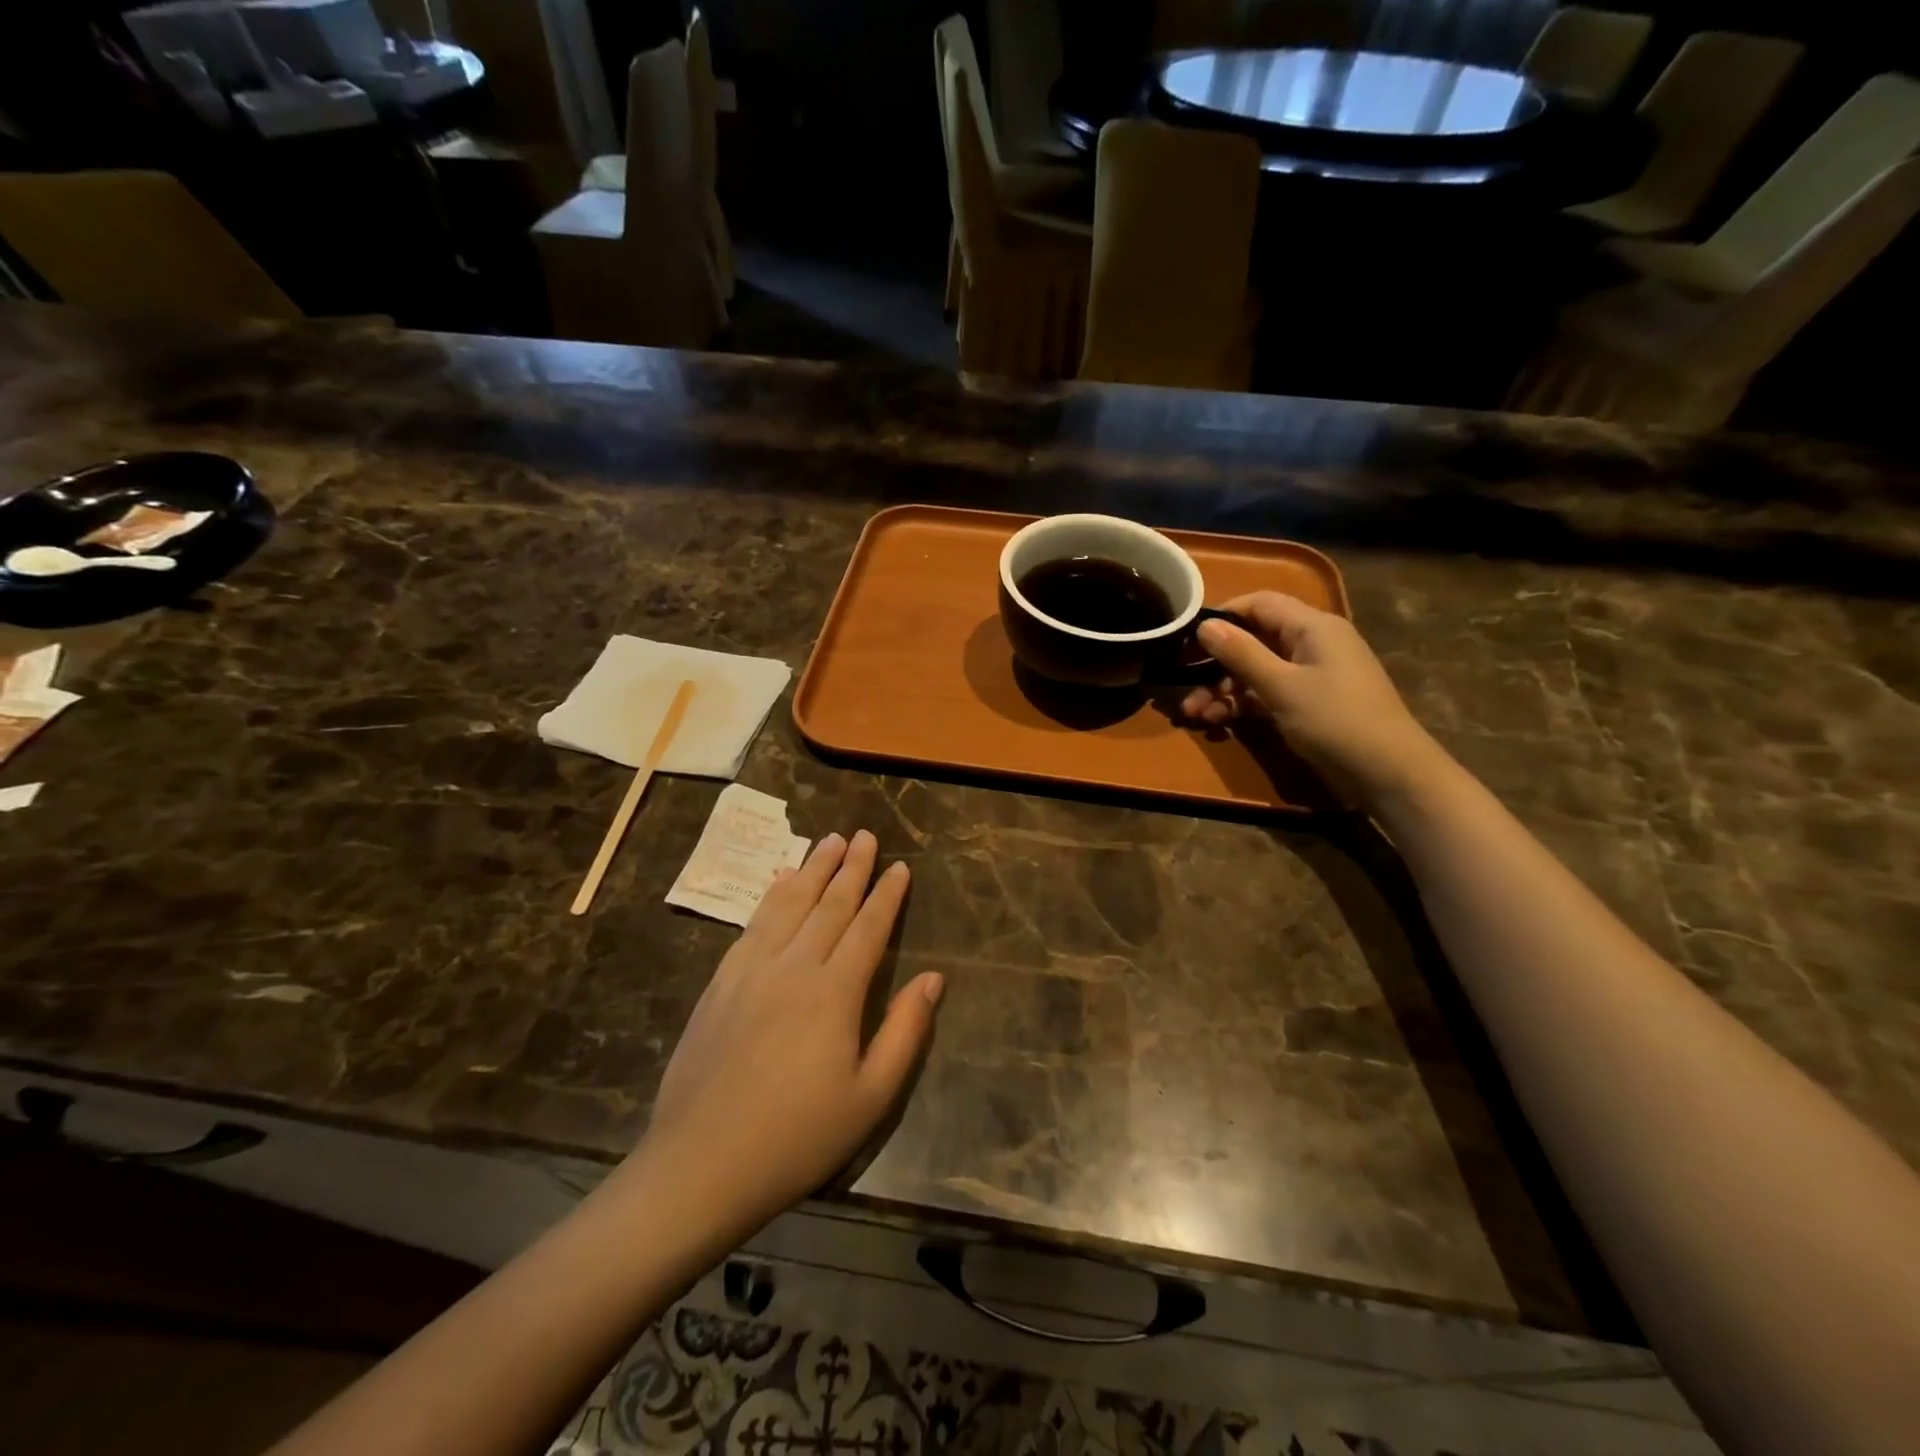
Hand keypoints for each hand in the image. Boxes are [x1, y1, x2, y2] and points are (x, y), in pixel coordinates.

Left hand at [630, 830, 941, 1241]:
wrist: (700, 1165)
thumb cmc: (797, 1138)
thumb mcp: (870, 1097)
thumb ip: (905, 1032)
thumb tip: (933, 979)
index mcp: (834, 993)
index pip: (868, 928)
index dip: (887, 895)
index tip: (900, 867)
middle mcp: (793, 966)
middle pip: (829, 905)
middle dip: (851, 867)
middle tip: (865, 835)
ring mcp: (751, 970)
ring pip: (789, 904)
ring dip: (812, 869)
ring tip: (828, 841)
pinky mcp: (720, 983)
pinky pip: (752, 924)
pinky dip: (771, 896)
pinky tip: (779, 881)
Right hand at [1182, 592, 1445, 806]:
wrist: (1389, 774)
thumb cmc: (1335, 721)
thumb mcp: (1281, 686)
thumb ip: (1241, 653)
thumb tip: (1205, 625)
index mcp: (1312, 626)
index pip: (1259, 604)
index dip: (1221, 617)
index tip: (1186, 639)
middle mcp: (1313, 643)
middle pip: (1254, 640)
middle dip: (1216, 665)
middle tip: (1184, 687)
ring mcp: (1312, 675)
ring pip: (1257, 670)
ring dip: (1224, 690)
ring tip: (1196, 716)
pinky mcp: (1310, 703)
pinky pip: (1268, 693)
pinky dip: (1244, 705)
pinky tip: (1220, 724)